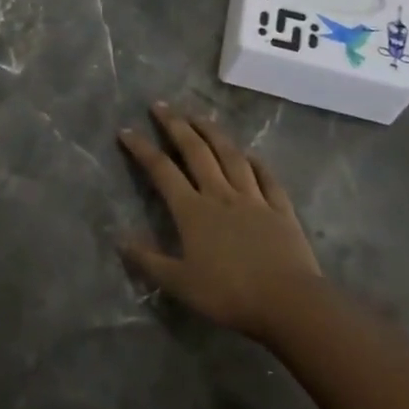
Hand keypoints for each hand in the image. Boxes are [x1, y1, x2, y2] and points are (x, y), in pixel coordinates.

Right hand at [118, 101, 319, 340]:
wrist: (289, 303)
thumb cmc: (230, 295)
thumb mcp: (181, 284)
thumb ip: (149, 261)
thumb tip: (120, 241)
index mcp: (193, 210)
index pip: (161, 170)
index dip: (142, 148)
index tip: (126, 130)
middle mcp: (220, 194)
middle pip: (195, 151)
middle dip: (176, 125)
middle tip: (161, 105)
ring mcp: (253, 199)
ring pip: (230, 156)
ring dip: (213, 133)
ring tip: (199, 116)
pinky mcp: (280, 209)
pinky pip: (266, 179)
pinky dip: (256, 163)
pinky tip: (250, 154)